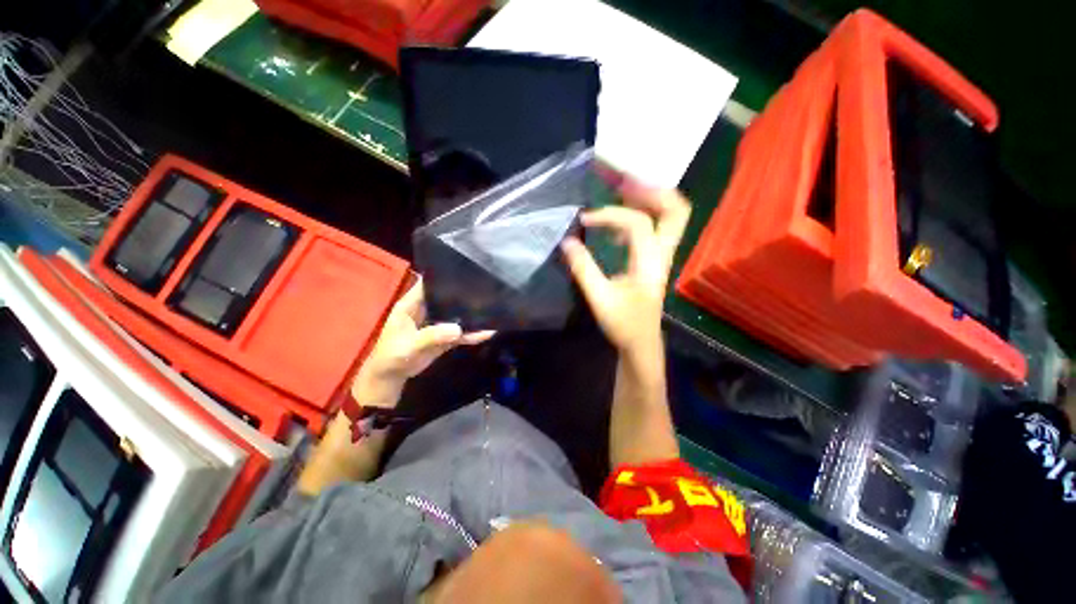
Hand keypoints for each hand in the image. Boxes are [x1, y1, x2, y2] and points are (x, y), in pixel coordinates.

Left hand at [352, 279, 493, 407]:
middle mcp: (426, 310)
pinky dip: (472, 333)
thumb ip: (432, 336)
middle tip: (485, 287)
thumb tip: (458, 329)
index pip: (427, 283)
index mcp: (412, 304)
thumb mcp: (409, 345)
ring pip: (456, 314)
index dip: (442, 275)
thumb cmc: (392, 356)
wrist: (391, 377)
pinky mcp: (444, 337)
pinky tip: (488, 332)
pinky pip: (461, 332)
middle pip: (446, 297)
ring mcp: (437, 324)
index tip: (463, 270)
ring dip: (470, 314)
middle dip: (463, 293)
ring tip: (491, 307)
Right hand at [561, 174, 689, 353]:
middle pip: (676, 210)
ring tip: (622, 191)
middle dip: (651, 190)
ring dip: (649, 199)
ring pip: (671, 216)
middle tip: (623, 183)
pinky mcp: (655, 260)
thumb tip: (567, 241)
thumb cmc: (623, 324)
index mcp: (650, 263)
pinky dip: (642, 214)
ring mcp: (662, 256)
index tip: (584, 220)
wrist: (641, 344)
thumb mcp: (600, 298)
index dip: (610, 215)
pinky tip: (619, 222)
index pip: (637, 223)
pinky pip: (657, 227)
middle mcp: (663, 254)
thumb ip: (583, 269)